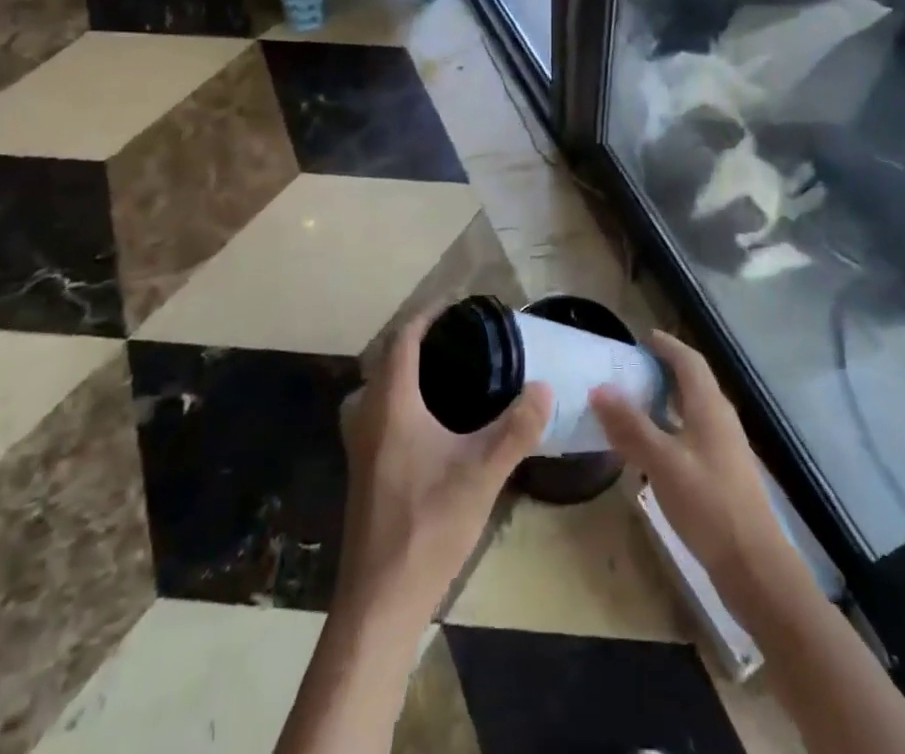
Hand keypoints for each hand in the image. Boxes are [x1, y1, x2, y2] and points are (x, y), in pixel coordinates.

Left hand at [336, 309, 551, 625]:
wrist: (380, 599)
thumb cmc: (428, 525)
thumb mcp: (483, 473)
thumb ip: (517, 428)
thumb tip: (544, 387)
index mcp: (391, 404)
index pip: (403, 339)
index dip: (428, 316)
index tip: (457, 305)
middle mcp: (368, 416)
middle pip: (387, 359)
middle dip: (418, 340)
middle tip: (459, 338)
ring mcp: (360, 445)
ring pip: (379, 388)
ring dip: (406, 370)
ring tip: (448, 372)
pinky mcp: (362, 470)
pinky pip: (379, 412)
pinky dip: (400, 397)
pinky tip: (431, 421)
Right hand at [590, 330, 799, 612]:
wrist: (754, 565)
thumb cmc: (708, 504)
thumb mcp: (663, 462)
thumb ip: (631, 426)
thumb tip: (599, 388)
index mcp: (709, 406)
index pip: (688, 360)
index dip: (666, 345)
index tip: (641, 337)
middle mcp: (720, 418)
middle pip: (691, 382)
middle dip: (662, 370)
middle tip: (629, 369)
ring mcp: (724, 447)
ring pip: (691, 410)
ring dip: (664, 401)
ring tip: (632, 404)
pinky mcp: (721, 473)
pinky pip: (691, 434)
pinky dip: (669, 429)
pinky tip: (650, 449)